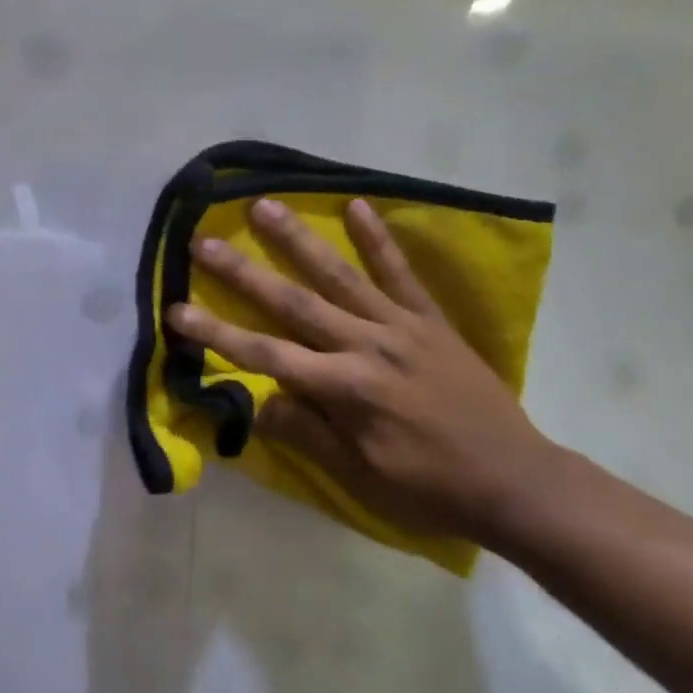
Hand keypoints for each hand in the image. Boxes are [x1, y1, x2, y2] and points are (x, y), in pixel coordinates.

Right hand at [166, 197, 557, 545]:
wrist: (516, 480)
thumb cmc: (429, 487)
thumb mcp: (359, 475)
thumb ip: (305, 433)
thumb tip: (255, 400)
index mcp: (345, 389)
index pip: (265, 355)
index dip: (216, 334)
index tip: (176, 310)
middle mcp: (366, 345)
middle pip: (292, 302)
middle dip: (242, 272)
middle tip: (204, 240)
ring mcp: (401, 326)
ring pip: (339, 275)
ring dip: (298, 239)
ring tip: (263, 206)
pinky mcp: (430, 320)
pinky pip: (401, 273)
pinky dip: (379, 240)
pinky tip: (357, 206)